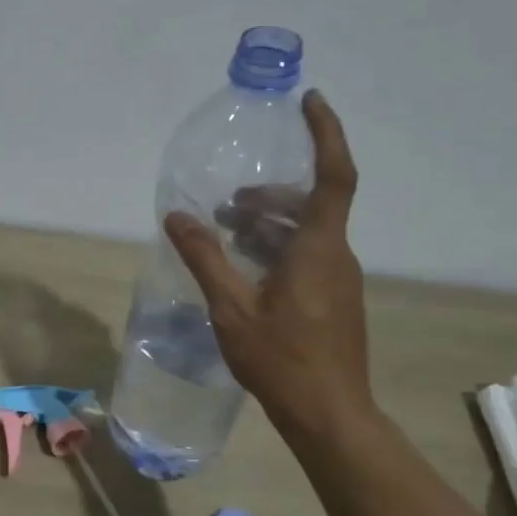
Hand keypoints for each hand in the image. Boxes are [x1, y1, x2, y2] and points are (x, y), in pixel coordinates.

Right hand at [164, 91, 372, 439]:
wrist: (329, 414)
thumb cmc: (281, 359)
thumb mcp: (231, 307)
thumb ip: (205, 258)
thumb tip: (176, 216)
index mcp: (317, 249)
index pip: (334, 176)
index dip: (326, 134)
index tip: (310, 101)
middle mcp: (337, 256)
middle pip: (311, 204)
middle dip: (270, 194)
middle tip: (228, 201)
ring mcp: (340, 279)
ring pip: (308, 232)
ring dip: (269, 223)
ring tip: (226, 232)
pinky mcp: (335, 299)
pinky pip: (308, 255)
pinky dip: (277, 247)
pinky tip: (245, 268)